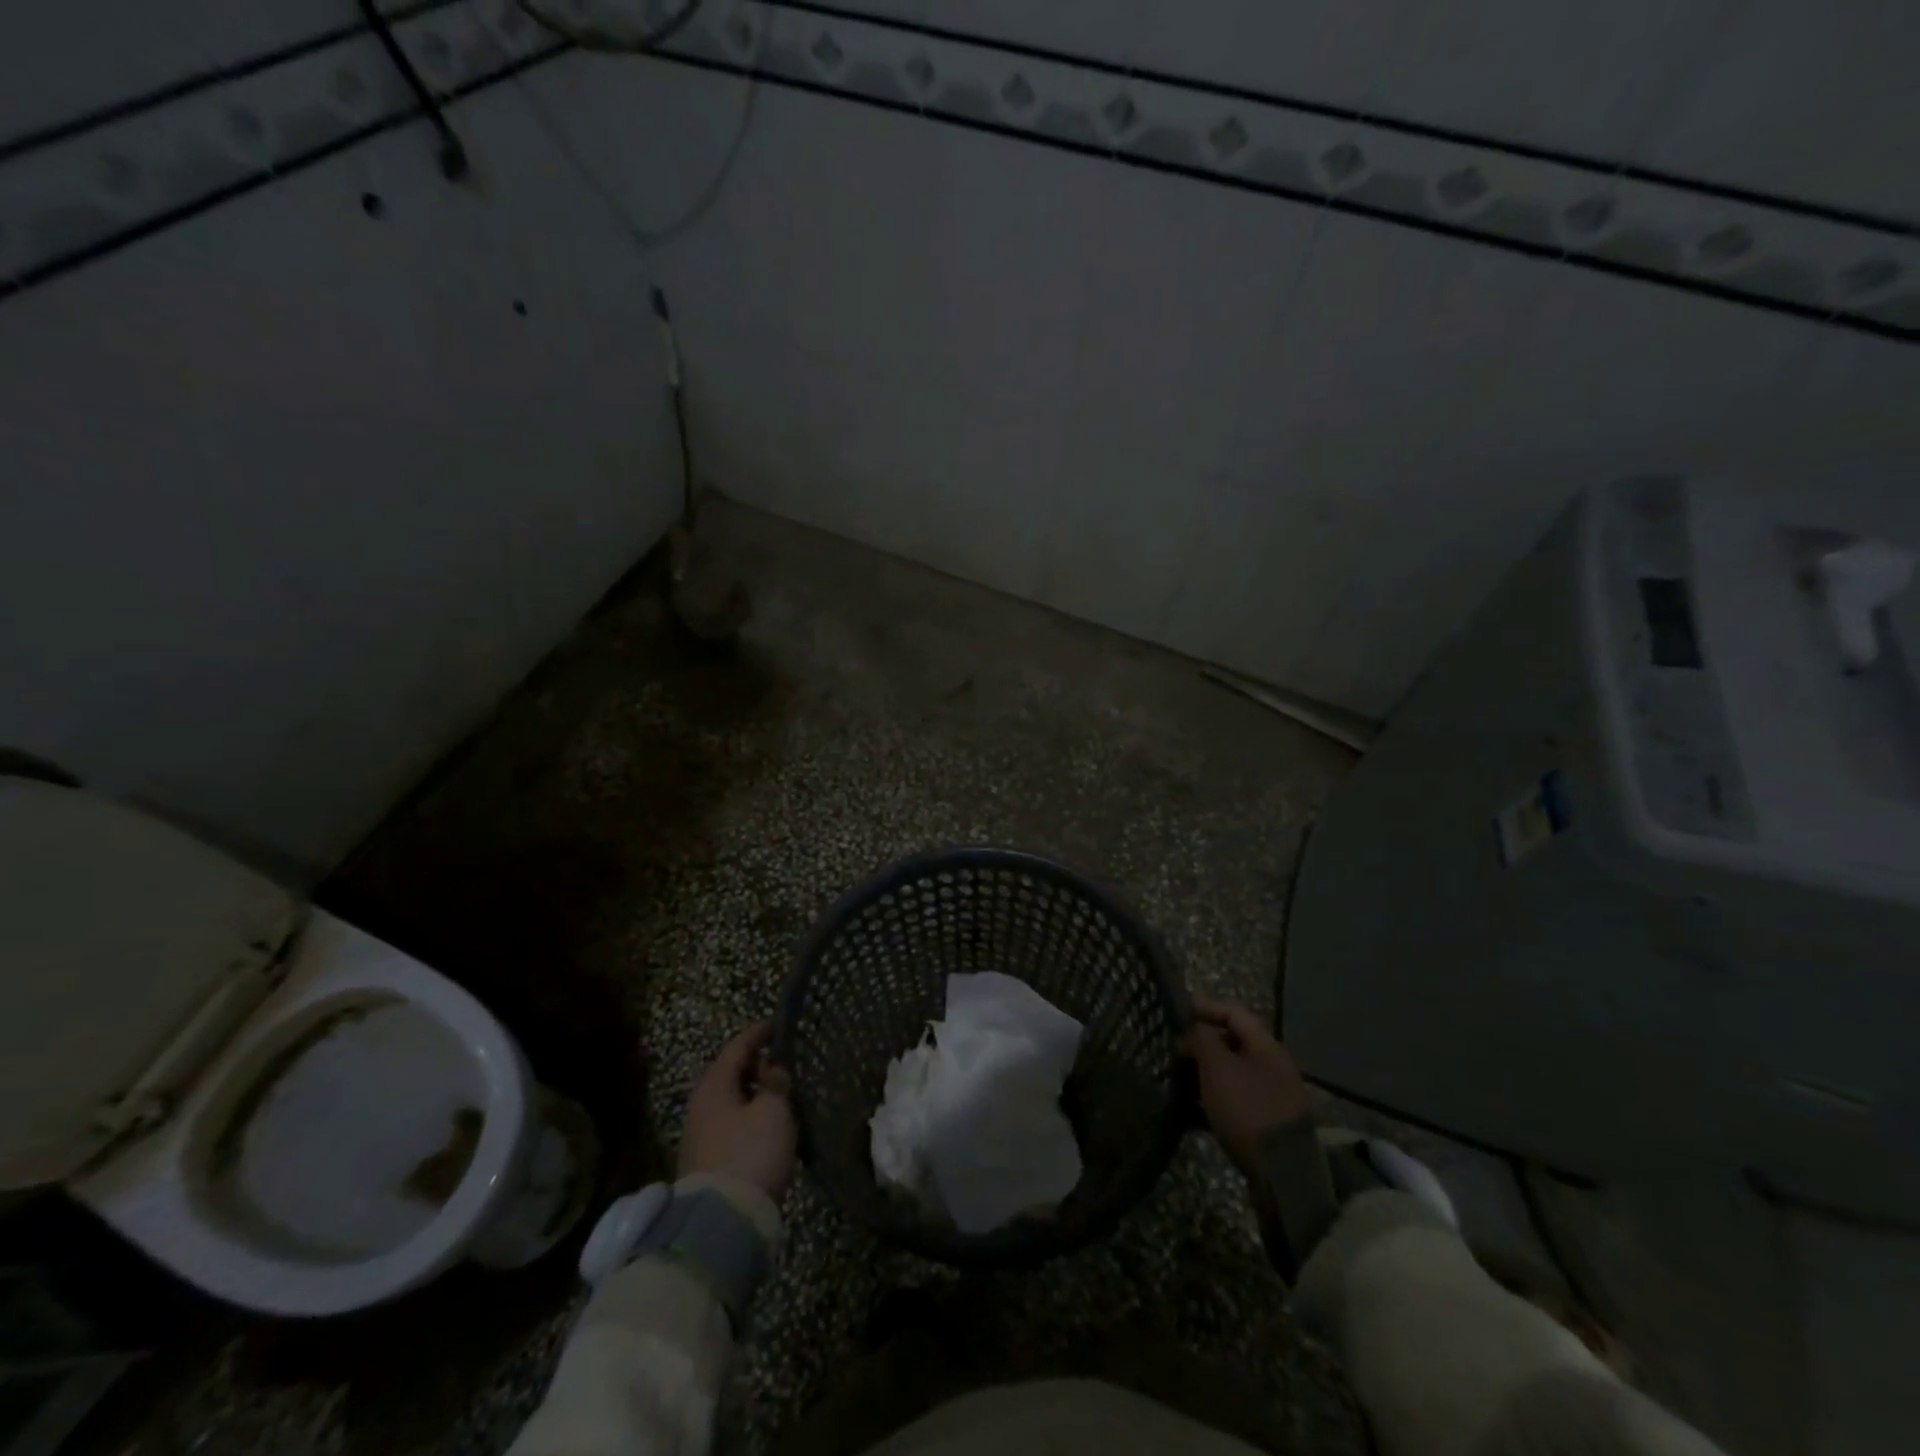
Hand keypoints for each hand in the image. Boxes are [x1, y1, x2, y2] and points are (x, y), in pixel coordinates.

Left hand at [678, 1022, 797, 1198]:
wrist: (721, 1222)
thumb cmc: (750, 1153)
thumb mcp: (773, 1110)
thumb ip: (776, 1084)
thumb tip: (772, 1070)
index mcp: (714, 1086)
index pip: (737, 1048)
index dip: (757, 1034)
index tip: (775, 1025)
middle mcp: (701, 1106)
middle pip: (729, 1075)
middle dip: (754, 1066)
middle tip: (781, 1062)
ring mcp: (700, 1136)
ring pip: (730, 1102)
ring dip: (752, 1095)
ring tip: (779, 1095)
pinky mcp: (706, 1162)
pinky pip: (730, 1126)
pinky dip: (748, 1117)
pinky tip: (767, 1127)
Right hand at [1183, 996, 1312, 1178]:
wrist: (1284, 1172)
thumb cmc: (1247, 1108)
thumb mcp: (1217, 1068)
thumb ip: (1201, 1040)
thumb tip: (1191, 1028)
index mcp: (1264, 1045)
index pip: (1233, 1012)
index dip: (1204, 1007)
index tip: (1176, 1013)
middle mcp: (1271, 1065)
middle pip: (1231, 1043)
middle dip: (1200, 1045)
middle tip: (1173, 1052)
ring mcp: (1270, 1096)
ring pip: (1230, 1074)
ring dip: (1203, 1075)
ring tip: (1176, 1082)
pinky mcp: (1265, 1124)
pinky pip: (1233, 1102)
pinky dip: (1211, 1102)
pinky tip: (1189, 1113)